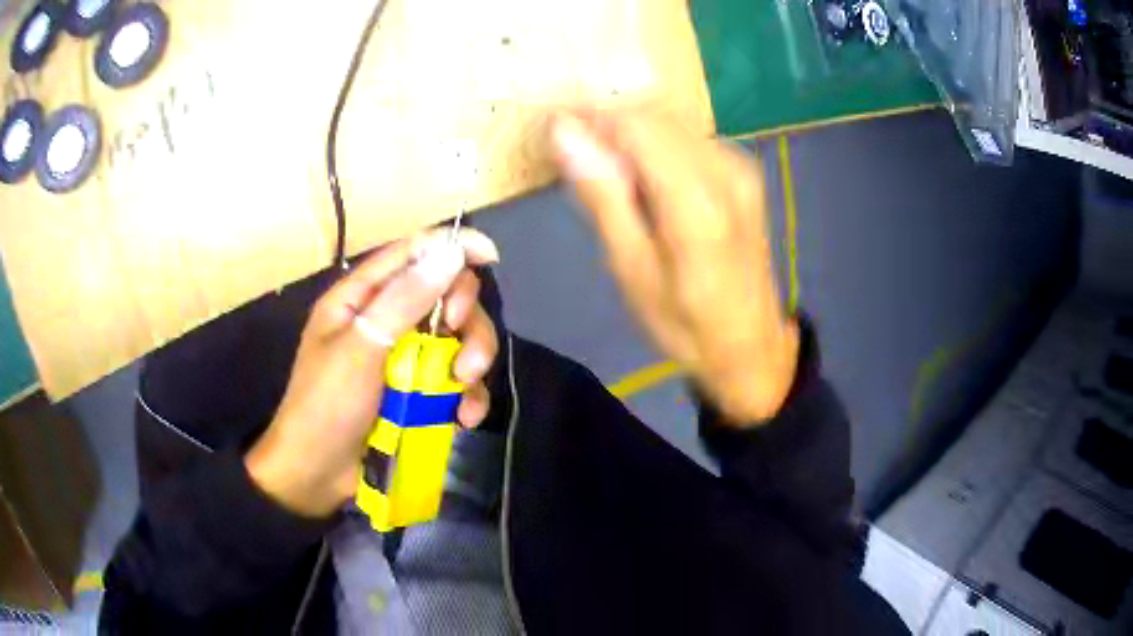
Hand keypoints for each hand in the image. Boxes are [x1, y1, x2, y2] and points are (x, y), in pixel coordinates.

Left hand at [246, 229, 500, 517]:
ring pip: (457, 338)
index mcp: (360, 298)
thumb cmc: (326, 407)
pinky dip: (467, 396)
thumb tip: (450, 253)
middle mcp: (386, 320)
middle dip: (465, 319)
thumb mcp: (360, 350)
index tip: (490, 256)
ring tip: (463, 390)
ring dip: (471, 360)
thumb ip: (404, 301)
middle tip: (462, 349)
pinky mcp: (419, 393)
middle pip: (444, 295)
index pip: (411, 254)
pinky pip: (456, 382)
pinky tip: (465, 417)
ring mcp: (404, 358)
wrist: (317, 476)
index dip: (452, 247)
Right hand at [550, 109, 799, 425]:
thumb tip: (564, 133)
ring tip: (609, 178)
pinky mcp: (744, 173)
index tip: (555, 132)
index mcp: (696, 202)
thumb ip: (602, 195)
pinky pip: (689, 139)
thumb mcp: (632, 270)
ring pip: (670, 123)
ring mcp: (740, 168)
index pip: (634, 125)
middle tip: (577, 162)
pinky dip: (656, 148)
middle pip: (653, 117)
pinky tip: (645, 183)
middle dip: (608, 126)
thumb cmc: (685, 323)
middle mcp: (725, 170)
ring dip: (631, 136)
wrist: (751, 346)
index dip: (589, 118)